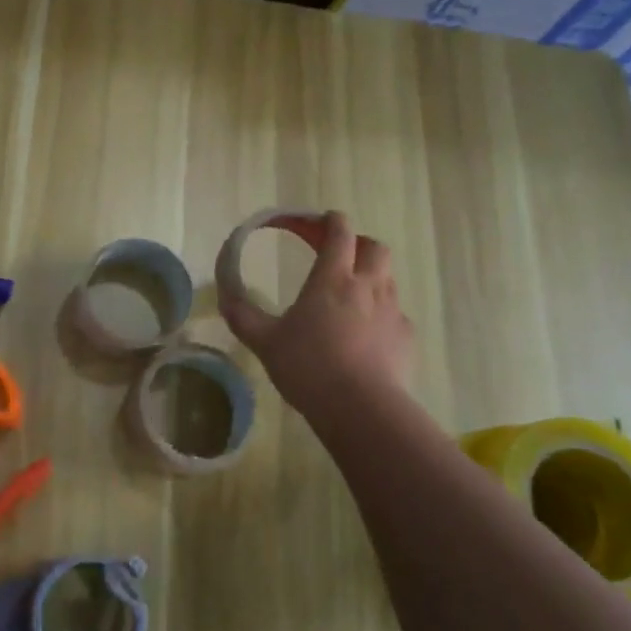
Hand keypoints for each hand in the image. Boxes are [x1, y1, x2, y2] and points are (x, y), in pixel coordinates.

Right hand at [219, 210, 415, 417]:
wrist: (362, 409)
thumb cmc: (309, 367)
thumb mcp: (264, 341)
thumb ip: (242, 316)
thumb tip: (224, 295)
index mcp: (332, 278)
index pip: (339, 232)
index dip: (328, 221)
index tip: (315, 223)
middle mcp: (367, 286)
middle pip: (374, 247)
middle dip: (357, 244)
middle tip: (337, 257)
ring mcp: (392, 311)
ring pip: (387, 279)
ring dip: (370, 277)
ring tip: (349, 298)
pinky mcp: (406, 338)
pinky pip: (395, 314)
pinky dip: (380, 315)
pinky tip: (365, 336)